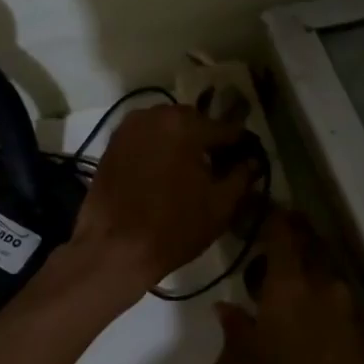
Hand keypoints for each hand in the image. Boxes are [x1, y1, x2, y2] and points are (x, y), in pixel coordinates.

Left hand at [71, 103, 260, 293]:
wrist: (113, 249)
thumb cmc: (173, 228)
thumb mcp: (220, 205)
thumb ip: (241, 176)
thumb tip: (251, 161)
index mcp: (185, 124)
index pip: (225, 129)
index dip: (240, 145)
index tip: (248, 159)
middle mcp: (155, 114)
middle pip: (194, 122)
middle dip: (207, 140)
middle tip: (218, 167)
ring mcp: (129, 127)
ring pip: (167, 128)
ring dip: (181, 143)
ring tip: (190, 172)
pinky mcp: (112, 144)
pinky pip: (145, 139)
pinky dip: (158, 149)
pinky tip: (164, 174)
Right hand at [210, 211, 363, 363]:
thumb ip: (229, 334)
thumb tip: (229, 309)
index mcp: (290, 287)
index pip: (282, 229)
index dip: (266, 213)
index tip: (249, 209)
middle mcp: (326, 286)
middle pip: (309, 240)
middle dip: (286, 234)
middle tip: (259, 248)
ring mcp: (352, 308)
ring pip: (325, 267)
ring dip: (302, 266)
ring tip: (275, 293)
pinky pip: (337, 295)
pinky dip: (317, 292)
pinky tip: (299, 322)